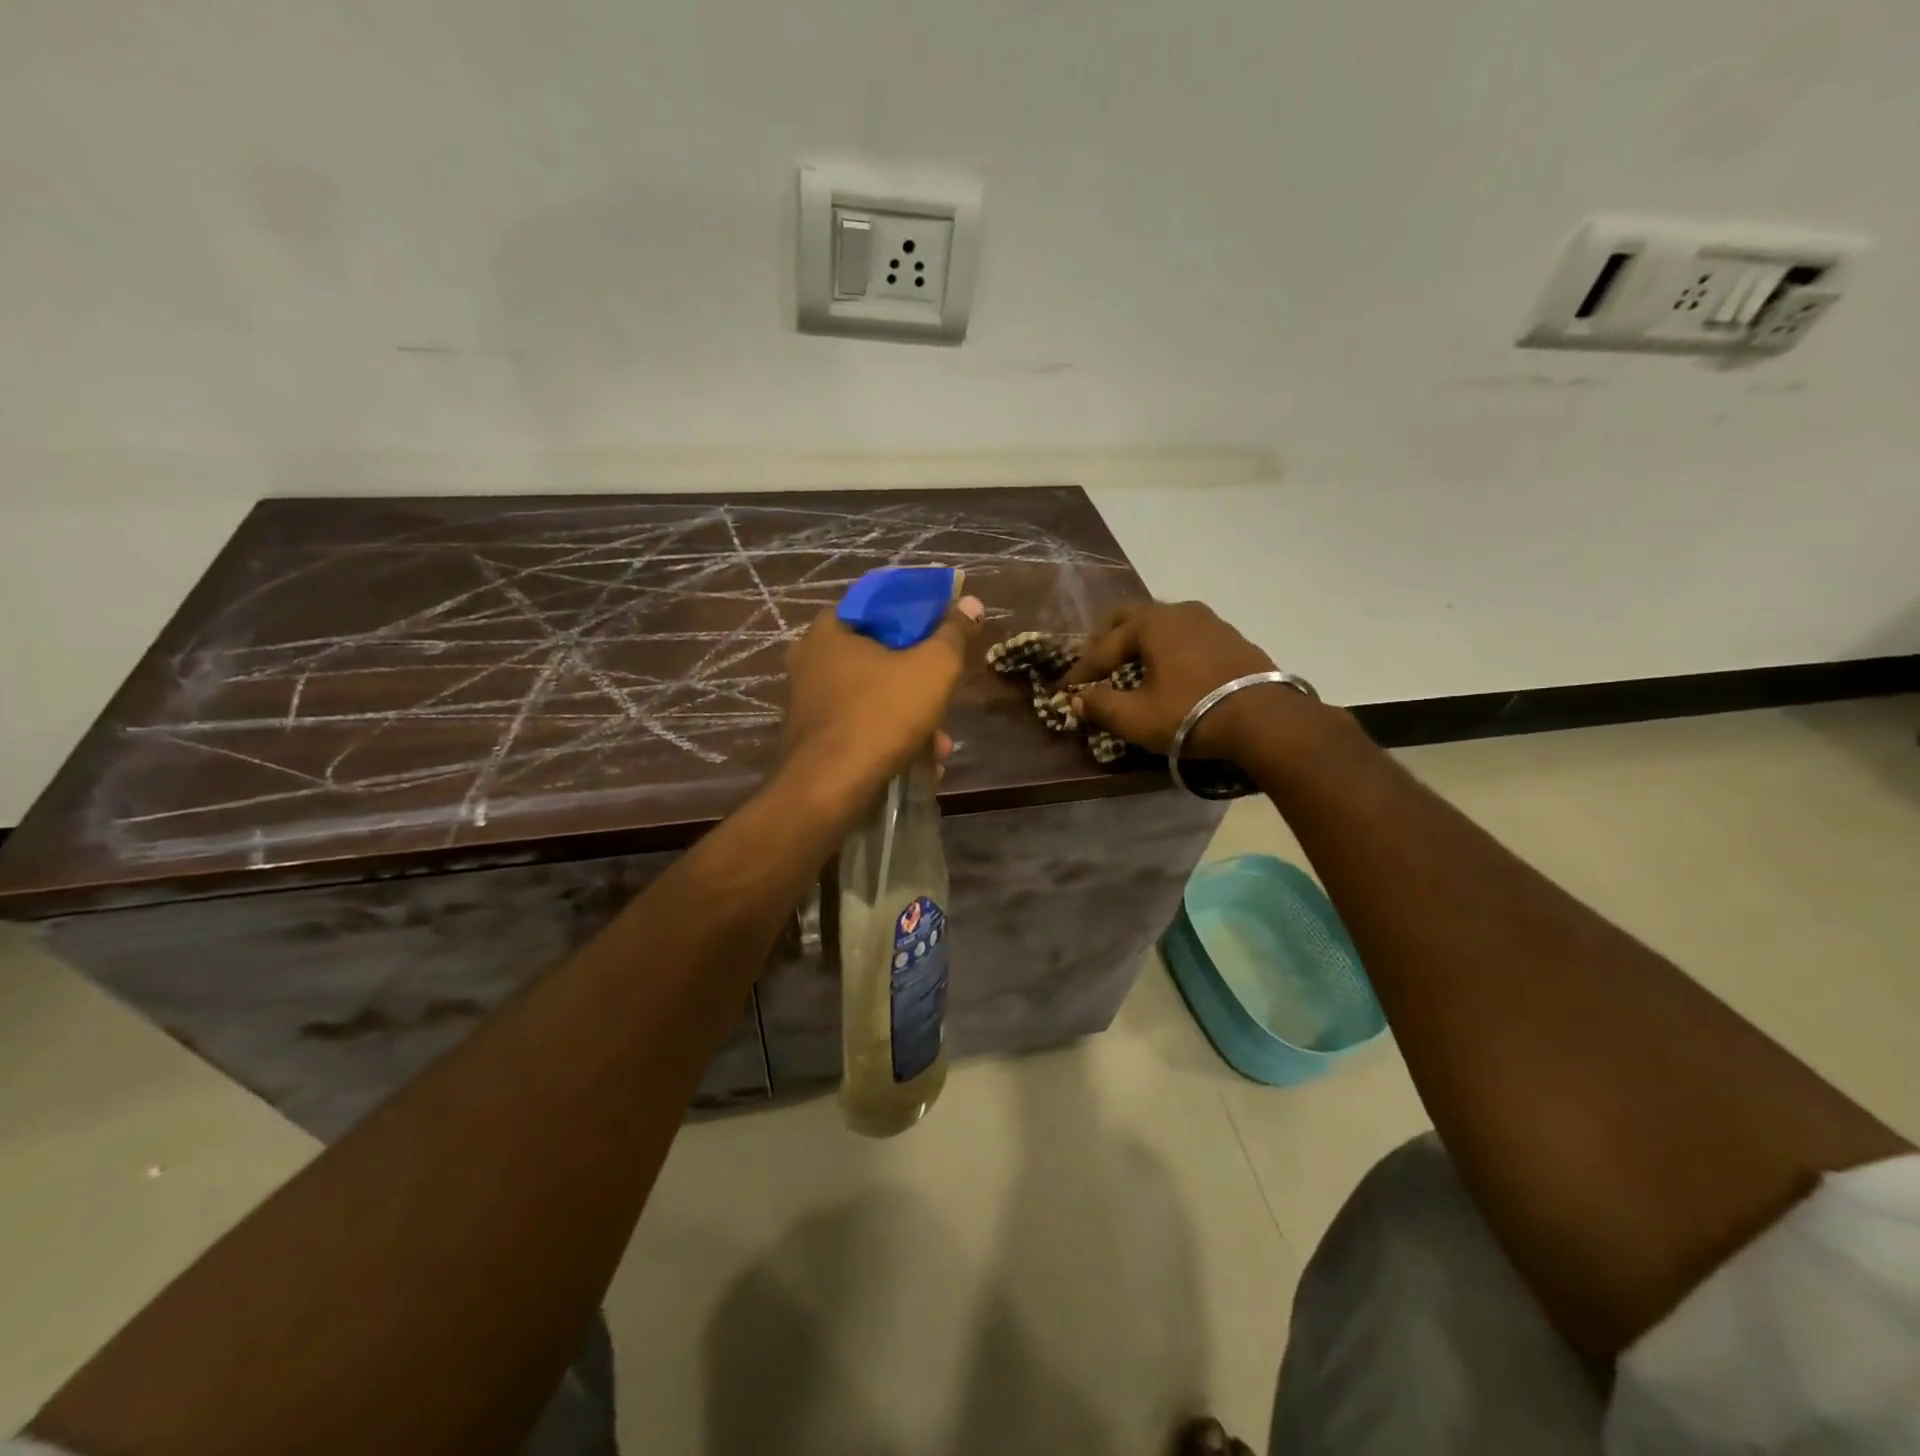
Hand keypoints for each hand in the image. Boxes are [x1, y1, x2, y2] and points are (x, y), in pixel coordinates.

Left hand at [781, 595, 983, 805]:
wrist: (829, 791)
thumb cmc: (880, 715)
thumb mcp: (933, 668)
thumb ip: (953, 633)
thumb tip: (970, 603)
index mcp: (830, 631)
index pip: (877, 603)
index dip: (916, 612)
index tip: (944, 630)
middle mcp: (811, 662)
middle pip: (879, 656)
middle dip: (920, 680)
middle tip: (946, 695)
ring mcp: (809, 704)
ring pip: (874, 698)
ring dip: (913, 719)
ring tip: (939, 746)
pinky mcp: (814, 741)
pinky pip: (861, 728)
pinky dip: (891, 741)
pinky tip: (919, 764)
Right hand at [1068, 599, 1293, 759]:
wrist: (1264, 719)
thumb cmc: (1191, 714)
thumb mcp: (1137, 718)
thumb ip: (1101, 706)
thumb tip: (1078, 700)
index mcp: (1150, 624)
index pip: (1103, 646)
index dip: (1082, 671)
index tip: (1066, 690)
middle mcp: (1178, 612)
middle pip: (1131, 618)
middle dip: (1109, 641)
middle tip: (1097, 665)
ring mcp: (1209, 621)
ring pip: (1162, 623)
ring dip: (1141, 642)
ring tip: (1133, 665)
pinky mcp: (1232, 637)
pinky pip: (1187, 635)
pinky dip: (1169, 648)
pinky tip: (1172, 669)